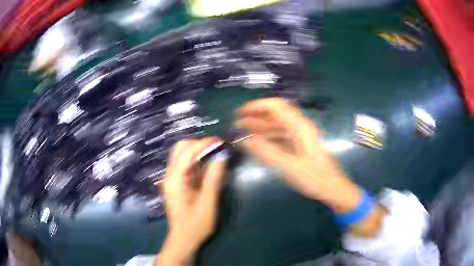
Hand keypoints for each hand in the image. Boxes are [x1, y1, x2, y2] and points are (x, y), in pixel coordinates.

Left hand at [158, 138, 227, 264]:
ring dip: (198, 151)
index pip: (187, 152)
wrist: (183, 240)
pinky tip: (208, 166)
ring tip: (215, 154)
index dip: (204, 143)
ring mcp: (172, 179)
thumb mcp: (208, 203)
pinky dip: (197, 161)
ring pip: (182, 155)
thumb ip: (213, 178)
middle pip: (180, 148)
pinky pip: (185, 165)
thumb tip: (222, 156)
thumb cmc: (195, 225)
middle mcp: (170, 175)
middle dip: (199, 144)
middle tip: (217, 148)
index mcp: (175, 179)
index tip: (221, 142)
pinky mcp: (177, 183)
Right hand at [235, 98, 360, 212]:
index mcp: (300, 127)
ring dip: (260, 127)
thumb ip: (266, 152)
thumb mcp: (289, 167)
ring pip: (277, 126)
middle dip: (255, 117)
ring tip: (243, 133)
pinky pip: (281, 136)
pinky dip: (268, 137)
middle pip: (275, 115)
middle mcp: (300, 127)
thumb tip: (244, 140)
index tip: (239, 113)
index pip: (275, 106)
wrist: (333, 189)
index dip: (256, 106)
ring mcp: (301, 136)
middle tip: (237, 124)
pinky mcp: (301, 145)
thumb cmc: (314, 178)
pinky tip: (258, 143)